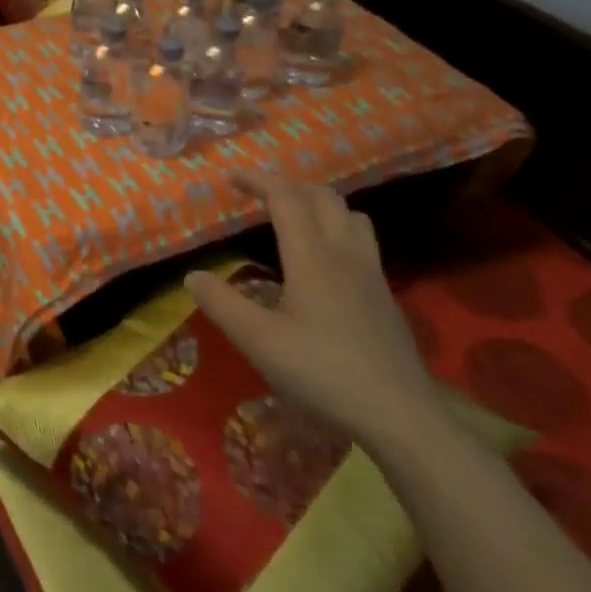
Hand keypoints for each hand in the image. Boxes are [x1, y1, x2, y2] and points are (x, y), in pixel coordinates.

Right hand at [185, 170, 440, 445]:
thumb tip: (192, 275)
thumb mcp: (258, 341)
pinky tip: (323, 260)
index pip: (286, 199)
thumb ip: (221, 304)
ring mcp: (371, 274)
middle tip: (258, 193)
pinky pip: (361, 240)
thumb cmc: (321, 372)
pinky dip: (336, 228)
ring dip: (318, 203)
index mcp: (313, 256)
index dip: (258, 181)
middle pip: (323, 197)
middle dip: (288, 185)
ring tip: (293, 216)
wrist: (397, 413)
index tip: (232, 178)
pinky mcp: (383, 295)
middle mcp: (345, 254)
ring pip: (350, 215)